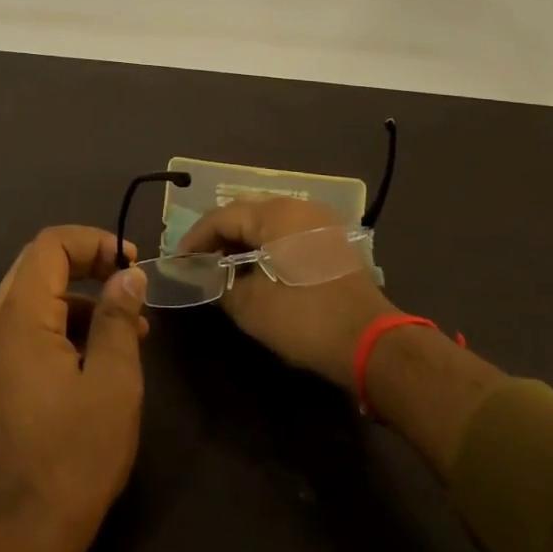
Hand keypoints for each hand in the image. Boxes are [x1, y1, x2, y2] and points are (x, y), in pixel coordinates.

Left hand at [0, 226, 148, 543]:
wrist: (30, 531)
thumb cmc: (77, 452)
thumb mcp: (113, 380)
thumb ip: (117, 318)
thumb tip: (127, 275)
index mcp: (20, 318)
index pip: (49, 246)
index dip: (92, 241)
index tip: (130, 262)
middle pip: (38, 265)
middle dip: (86, 263)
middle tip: (127, 281)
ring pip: (35, 297)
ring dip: (80, 297)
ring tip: (129, 327)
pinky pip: (30, 328)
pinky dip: (65, 325)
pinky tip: (102, 354)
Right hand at [180, 199, 396, 392]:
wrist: (373, 344)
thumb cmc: (306, 319)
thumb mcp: (251, 307)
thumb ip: (222, 284)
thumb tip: (210, 275)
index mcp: (275, 214)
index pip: (222, 216)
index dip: (196, 238)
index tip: (179, 260)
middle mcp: (298, 207)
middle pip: (246, 212)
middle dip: (219, 235)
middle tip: (199, 260)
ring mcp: (320, 222)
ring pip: (268, 221)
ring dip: (244, 239)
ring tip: (224, 265)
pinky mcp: (333, 241)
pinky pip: (289, 232)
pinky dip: (267, 245)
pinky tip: (258, 268)